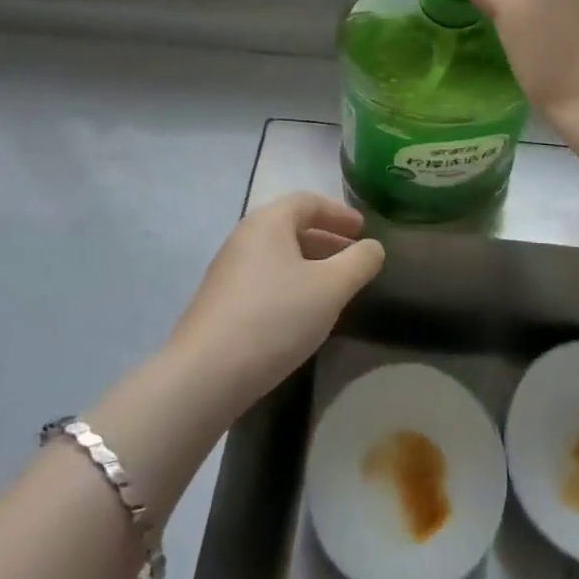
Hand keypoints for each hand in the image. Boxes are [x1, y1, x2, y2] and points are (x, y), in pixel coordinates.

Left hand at [166, 193, 384, 418]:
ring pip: (277, 255)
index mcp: (269, 221)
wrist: (204, 376)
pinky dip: (289, 284)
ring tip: (333, 288)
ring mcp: (227, 270)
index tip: (363, 229)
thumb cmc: (274, 318)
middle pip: (291, 226)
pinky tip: (301, 314)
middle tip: (353, 258)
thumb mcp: (330, 288)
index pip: (308, 201)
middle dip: (326, 240)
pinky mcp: (219, 302)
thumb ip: (359, 262)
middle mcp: (244, 236)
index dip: (339, 213)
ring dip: (308, 264)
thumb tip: (374, 247)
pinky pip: (264, 278)